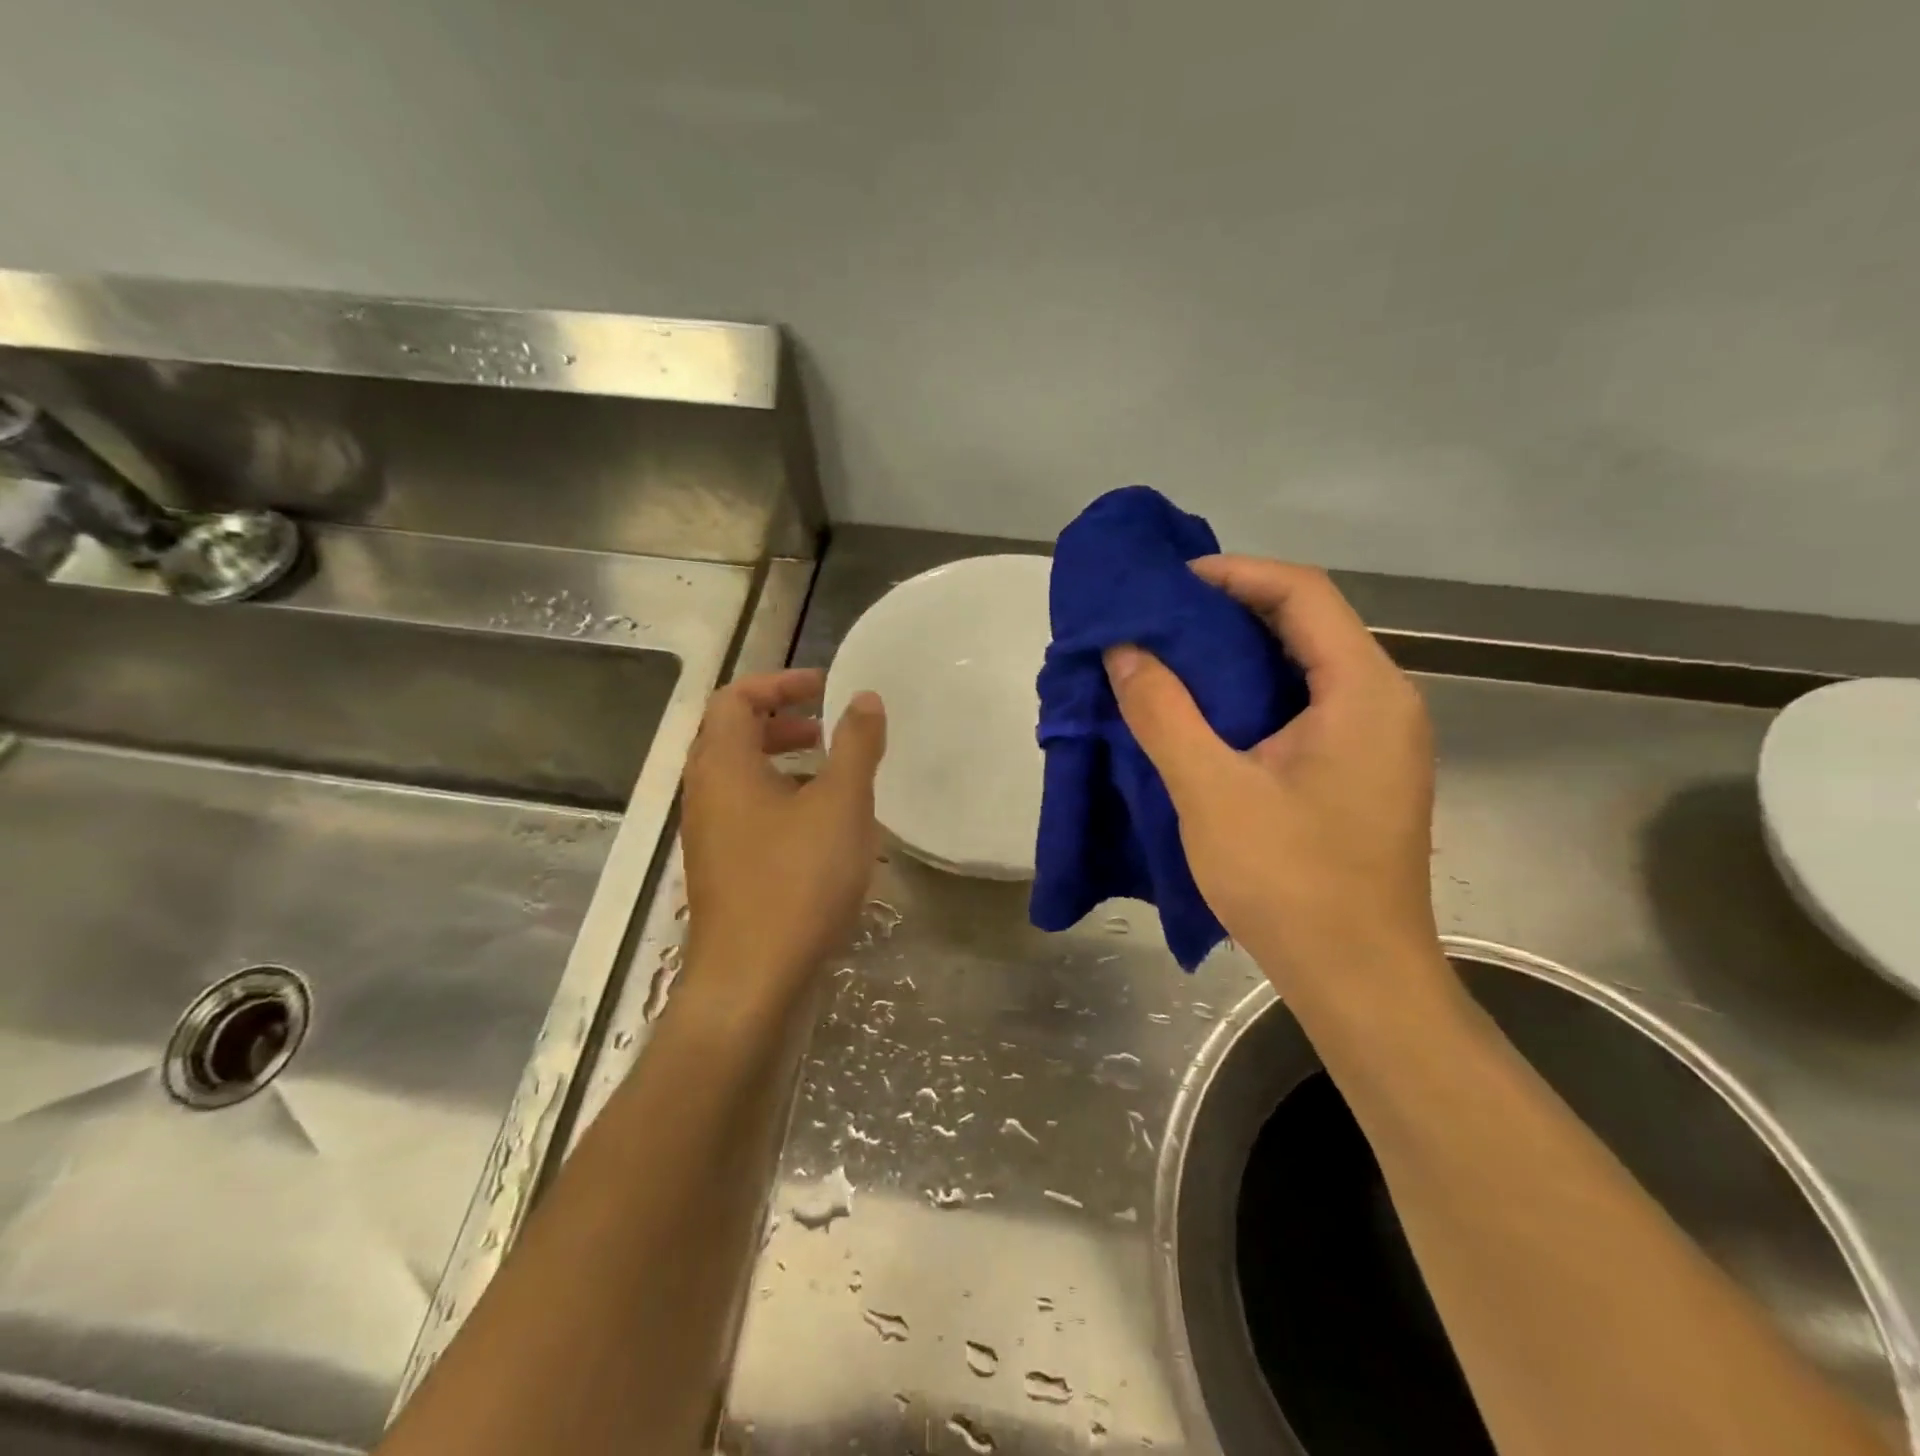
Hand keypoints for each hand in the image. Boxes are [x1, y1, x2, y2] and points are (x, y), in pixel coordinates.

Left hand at [680, 670, 887, 1000]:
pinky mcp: (723, 868)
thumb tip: (864, 698)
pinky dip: (781, 799)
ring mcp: (710, 834)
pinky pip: (748, 812)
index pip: (735, 698)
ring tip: (832, 774)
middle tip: (828, 729)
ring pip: (742, 777)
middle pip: (733, 735)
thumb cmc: (797, 881)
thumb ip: (855, 745)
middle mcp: (705, 793)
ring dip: (784, 762)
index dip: (779, 683)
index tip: (824, 689)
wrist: (752, 980)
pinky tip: (822, 826)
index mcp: (722, 765)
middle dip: (782, 721)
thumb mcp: (840, 804)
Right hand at [1105, 558, 1437, 990]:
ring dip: (1237, 653)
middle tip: (1159, 618)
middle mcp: (1383, 701)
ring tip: (1170, 656)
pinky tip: (1204, 710)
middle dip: (1230, 610)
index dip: (1234, 574)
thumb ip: (1163, 712)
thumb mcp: (1212, 792)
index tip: (1169, 583)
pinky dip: (1251, 693)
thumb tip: (1123, 650)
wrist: (1358, 979)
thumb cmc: (1291, 883)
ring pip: (1303, 666)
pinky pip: (1304, 705)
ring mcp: (1375, 739)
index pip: (1302, 593)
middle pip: (1307, 623)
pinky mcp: (1358, 771)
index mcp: (1363, 691)